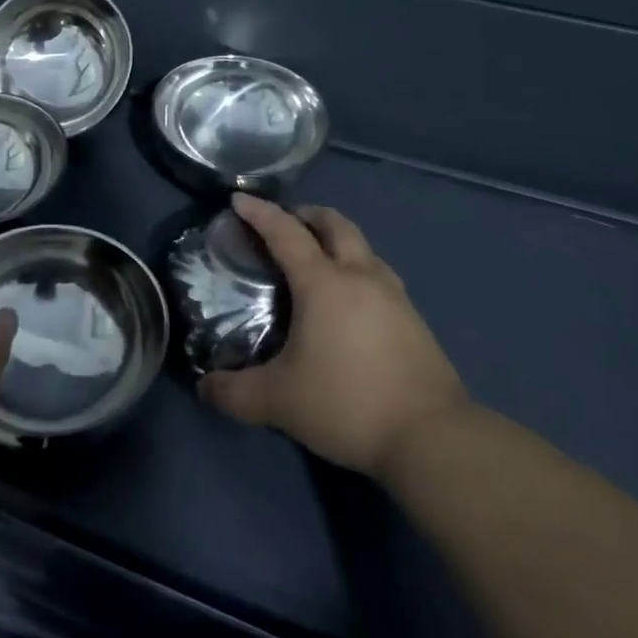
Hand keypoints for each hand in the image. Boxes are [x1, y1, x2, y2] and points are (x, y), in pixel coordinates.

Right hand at [200, 195, 468, 478]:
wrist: (433, 438)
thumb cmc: (348, 403)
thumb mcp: (280, 402)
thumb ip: (235, 393)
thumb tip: (204, 388)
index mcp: (324, 283)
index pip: (286, 232)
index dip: (260, 212)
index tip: (238, 199)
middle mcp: (360, 276)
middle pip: (335, 224)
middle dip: (306, 214)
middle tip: (284, 223)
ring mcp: (394, 295)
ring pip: (362, 246)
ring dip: (336, 239)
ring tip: (317, 258)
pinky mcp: (414, 319)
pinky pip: (378, 273)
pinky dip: (356, 267)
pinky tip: (350, 299)